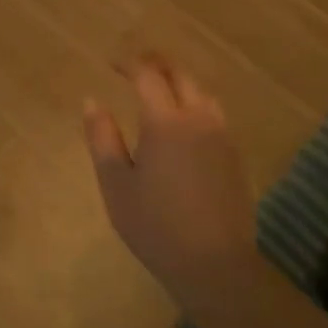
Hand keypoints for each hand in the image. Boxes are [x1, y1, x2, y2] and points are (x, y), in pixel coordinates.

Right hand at [84, 54, 256, 315]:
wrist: (214, 264)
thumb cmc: (156, 225)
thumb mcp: (116, 184)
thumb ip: (102, 138)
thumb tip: (92, 102)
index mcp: (165, 122)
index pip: (148, 76)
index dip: (129, 64)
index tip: (112, 63)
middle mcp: (198, 119)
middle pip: (181, 76)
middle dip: (157, 63)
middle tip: (136, 64)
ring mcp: (221, 136)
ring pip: (202, 92)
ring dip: (180, 81)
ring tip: (161, 87)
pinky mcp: (234, 155)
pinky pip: (214, 113)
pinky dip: (195, 102)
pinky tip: (184, 120)